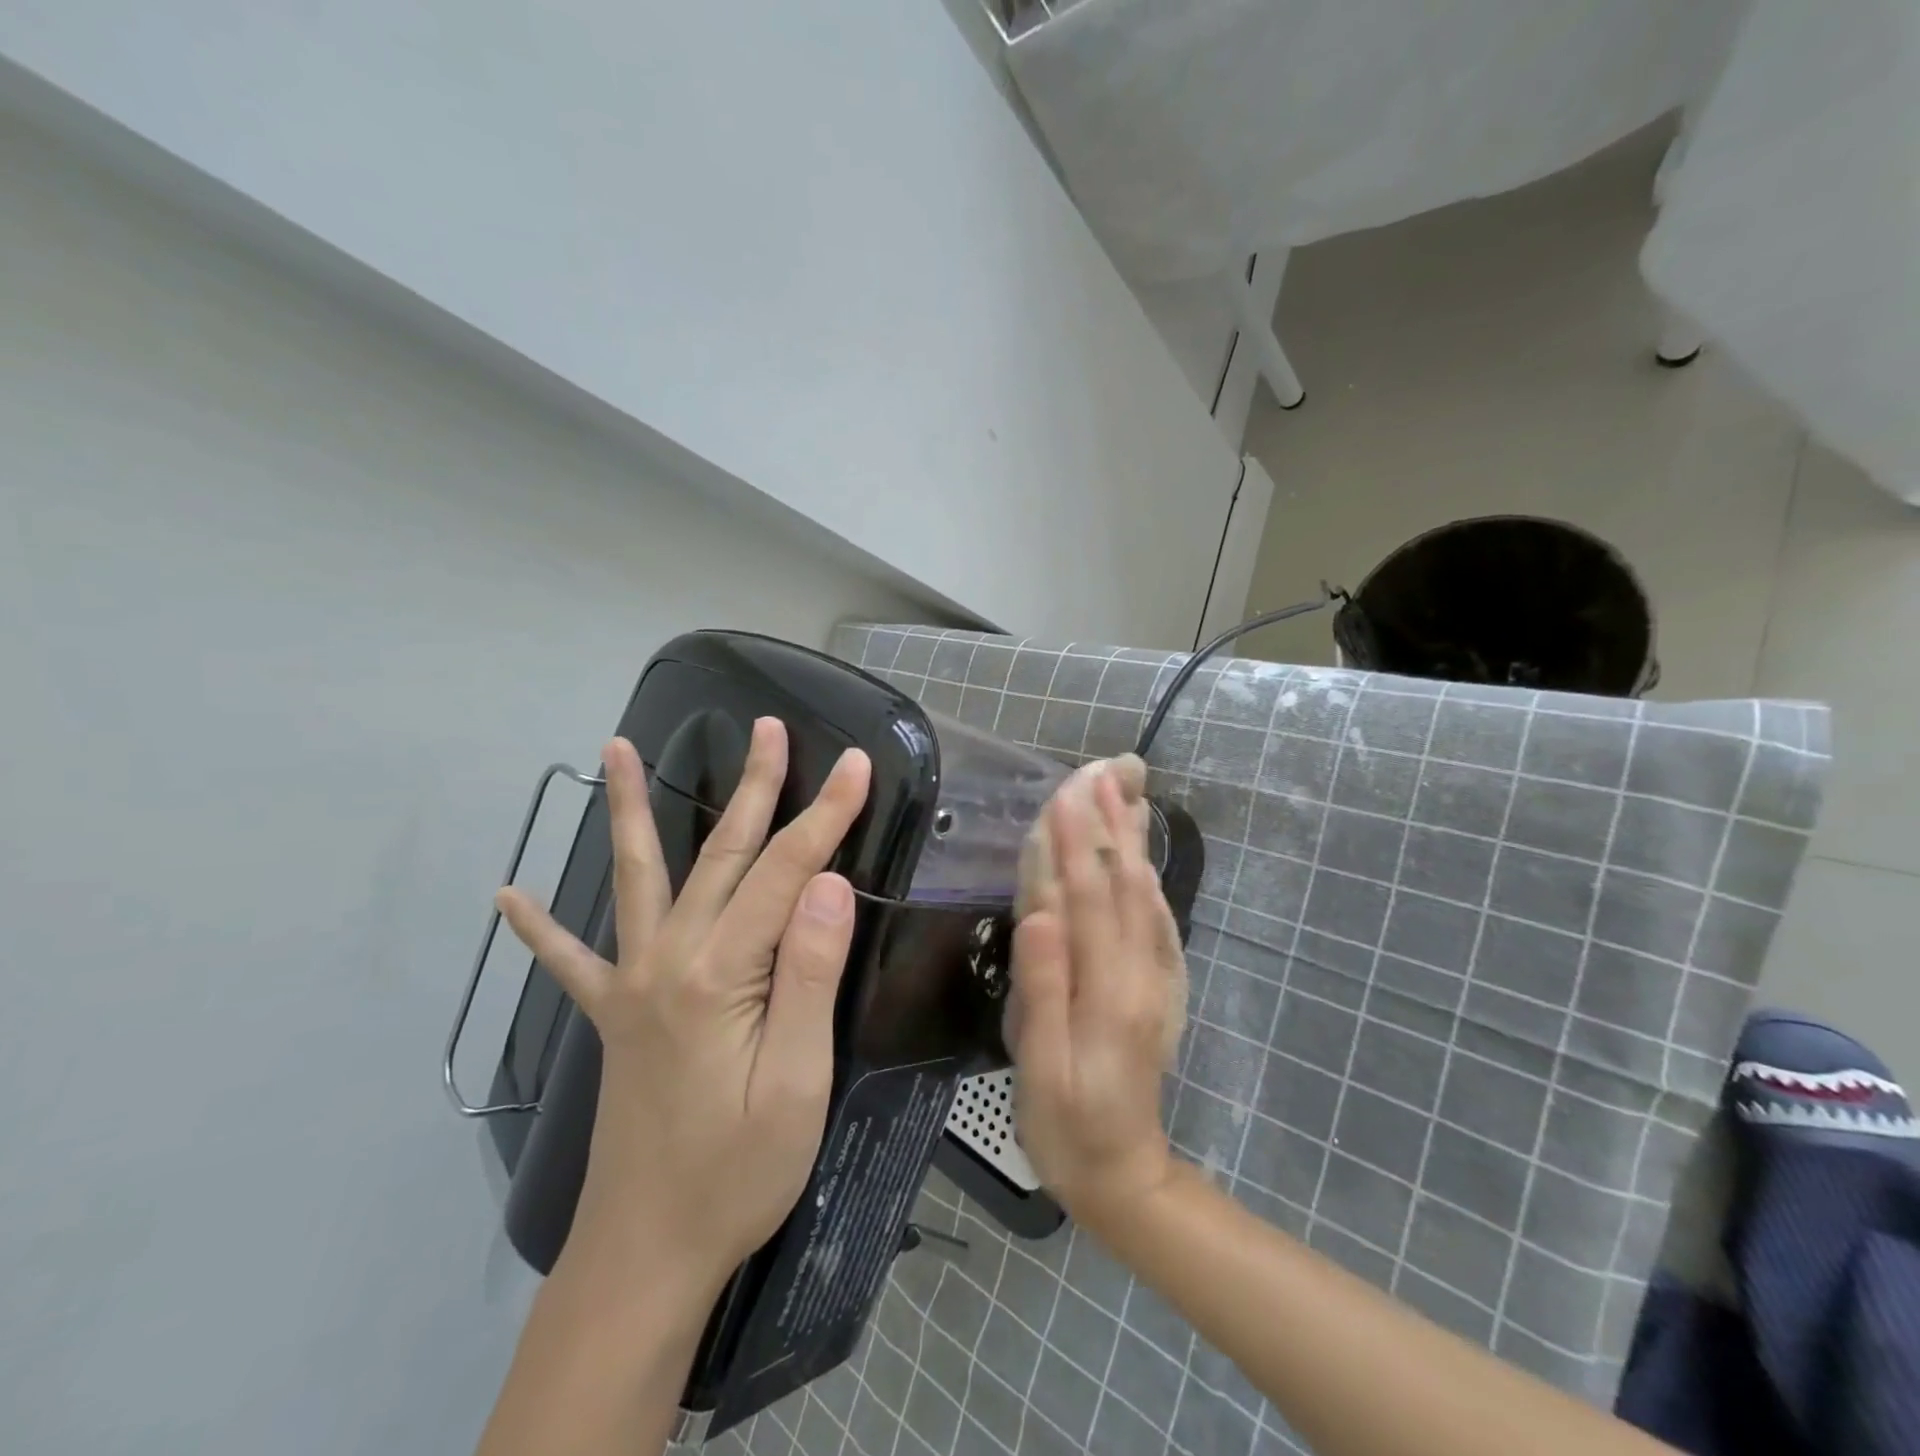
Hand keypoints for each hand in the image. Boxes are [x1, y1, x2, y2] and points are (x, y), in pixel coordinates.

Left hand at [496, 720, 871, 1292]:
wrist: (647, 1255)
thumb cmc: (737, 1172)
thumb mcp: (796, 1082)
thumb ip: (808, 976)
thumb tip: (825, 883)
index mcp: (720, 974)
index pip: (785, 872)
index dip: (825, 813)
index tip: (854, 763)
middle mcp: (670, 960)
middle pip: (722, 854)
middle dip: (753, 786)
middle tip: (765, 727)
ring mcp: (633, 984)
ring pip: (640, 877)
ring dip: (630, 810)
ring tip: (615, 750)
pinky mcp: (615, 1016)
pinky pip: (572, 961)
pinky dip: (543, 928)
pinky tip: (509, 898)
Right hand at [1006, 771, 1180, 1234]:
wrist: (1126, 1176)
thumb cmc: (1066, 1126)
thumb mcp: (1040, 1071)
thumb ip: (1042, 991)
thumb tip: (1038, 916)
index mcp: (1106, 990)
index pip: (1085, 899)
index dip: (1075, 841)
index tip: (1066, 789)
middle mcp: (1139, 973)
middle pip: (1121, 885)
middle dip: (1109, 822)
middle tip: (1102, 769)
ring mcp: (1156, 978)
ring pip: (1143, 895)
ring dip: (1131, 839)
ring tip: (1124, 792)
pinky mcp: (1160, 986)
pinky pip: (1157, 921)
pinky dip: (1148, 878)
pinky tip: (1142, 855)